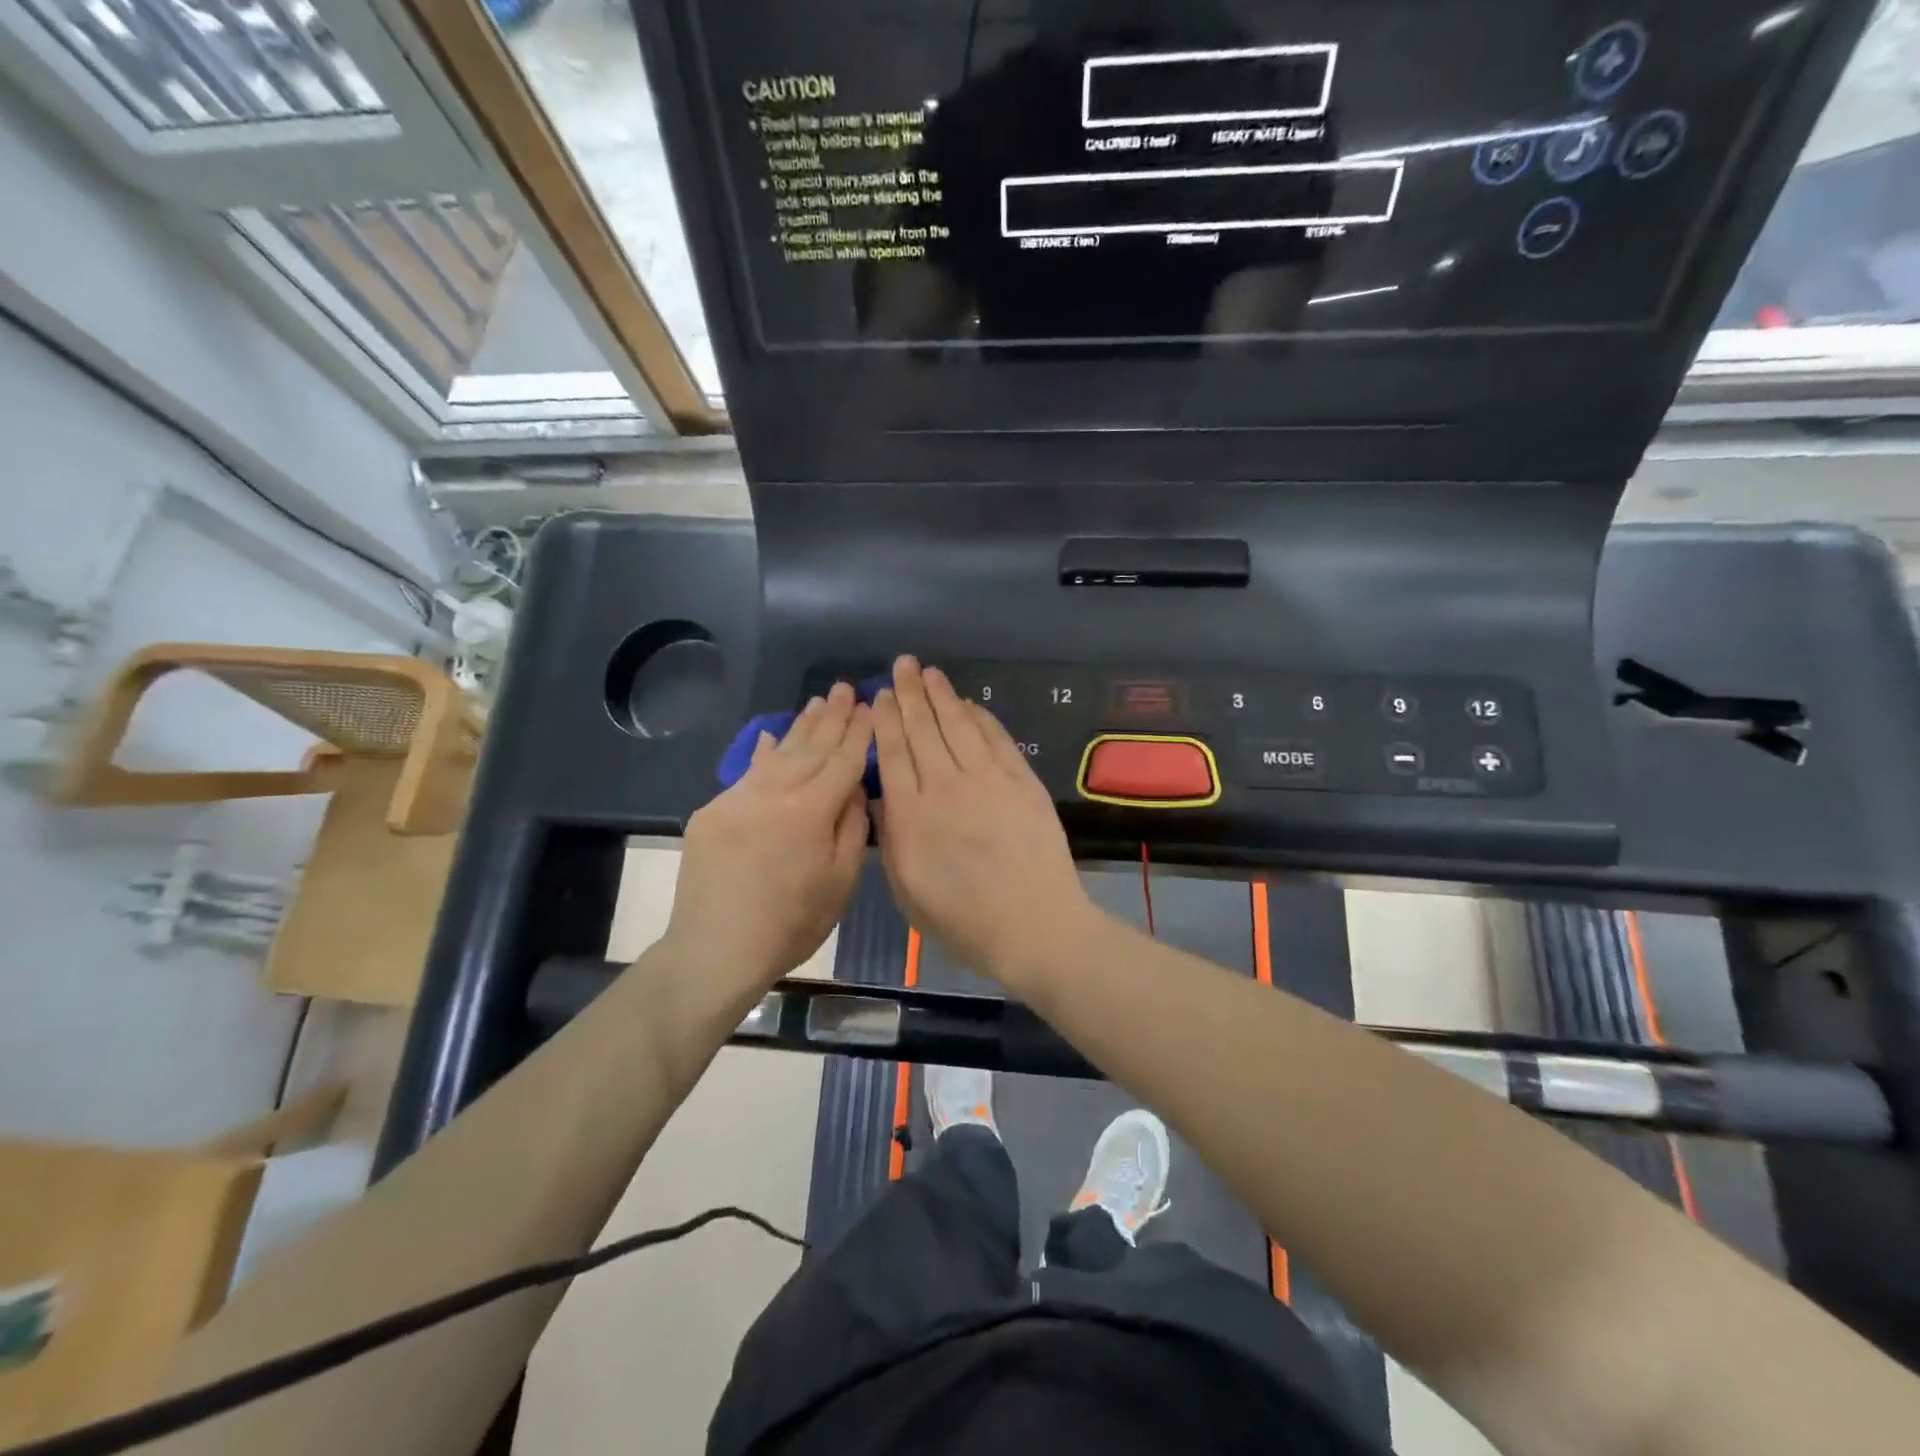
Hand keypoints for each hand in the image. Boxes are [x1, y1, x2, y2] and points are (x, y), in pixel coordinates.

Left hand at [664, 681, 872, 996]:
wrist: (716, 948)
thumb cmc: (792, 923)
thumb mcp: (841, 881)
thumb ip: (852, 827)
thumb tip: (854, 788)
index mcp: (812, 809)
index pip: (843, 759)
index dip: (859, 732)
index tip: (871, 706)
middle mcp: (775, 791)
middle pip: (811, 746)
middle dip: (832, 716)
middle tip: (845, 688)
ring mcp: (738, 797)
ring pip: (777, 752)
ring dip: (800, 726)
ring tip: (817, 703)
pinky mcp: (712, 811)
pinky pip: (745, 772)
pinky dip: (762, 753)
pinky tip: (768, 736)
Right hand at [871, 656, 1097, 990]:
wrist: (1032, 926)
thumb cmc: (962, 919)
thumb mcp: (906, 889)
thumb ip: (891, 836)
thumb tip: (880, 796)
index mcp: (910, 814)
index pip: (893, 753)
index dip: (886, 720)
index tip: (880, 696)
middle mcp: (945, 786)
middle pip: (923, 729)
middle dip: (910, 693)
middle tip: (902, 665)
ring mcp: (987, 779)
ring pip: (958, 725)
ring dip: (942, 695)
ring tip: (929, 672)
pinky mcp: (1021, 781)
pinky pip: (996, 738)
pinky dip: (980, 717)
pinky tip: (969, 704)